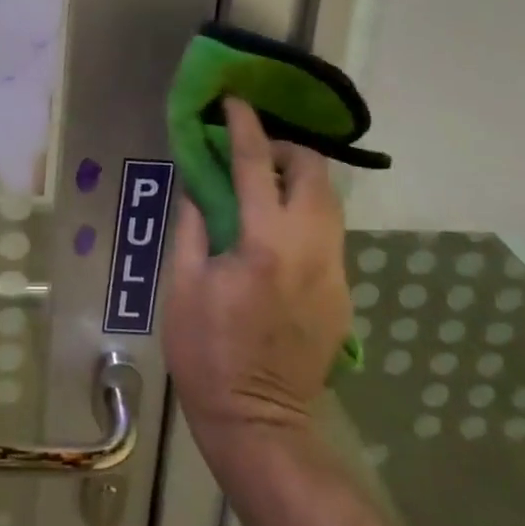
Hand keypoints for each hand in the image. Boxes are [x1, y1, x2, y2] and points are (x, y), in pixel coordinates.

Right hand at [162, 97, 351, 449]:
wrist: (260, 424)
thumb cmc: (207, 352)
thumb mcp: (181, 284)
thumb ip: (193, 224)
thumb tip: (200, 185)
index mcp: (264, 243)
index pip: (257, 163)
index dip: (244, 125)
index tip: (234, 100)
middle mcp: (311, 249)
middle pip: (315, 172)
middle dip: (286, 149)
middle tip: (252, 153)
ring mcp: (335, 272)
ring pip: (330, 202)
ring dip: (299, 180)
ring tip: (263, 187)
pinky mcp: (343, 294)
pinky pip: (328, 234)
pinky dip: (304, 215)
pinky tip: (276, 235)